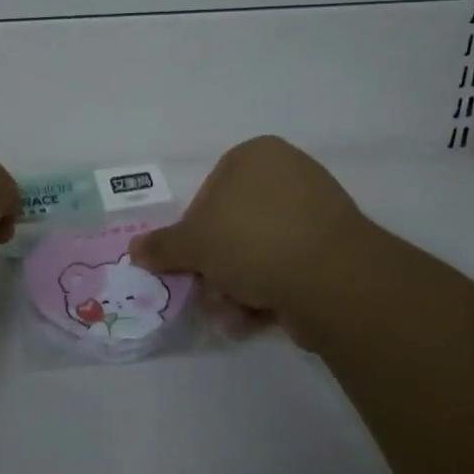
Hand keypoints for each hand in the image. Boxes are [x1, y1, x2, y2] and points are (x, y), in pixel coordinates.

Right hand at [130, 136, 374, 316]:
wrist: (333, 279)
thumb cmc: (252, 240)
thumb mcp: (194, 243)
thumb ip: (163, 245)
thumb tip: (135, 250)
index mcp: (256, 156)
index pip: (210, 192)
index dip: (194, 231)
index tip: (190, 261)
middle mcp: (289, 174)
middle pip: (235, 225)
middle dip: (218, 267)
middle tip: (208, 295)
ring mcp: (318, 212)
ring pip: (261, 251)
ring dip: (240, 286)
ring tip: (232, 315)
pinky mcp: (337, 249)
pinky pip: (290, 266)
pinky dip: (272, 291)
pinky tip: (259, 318)